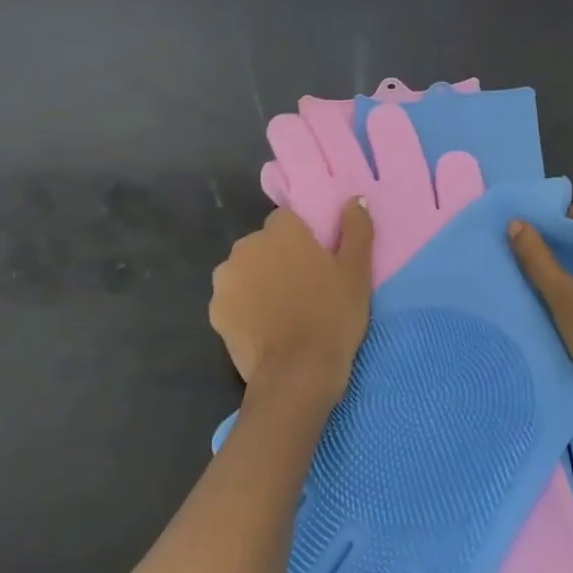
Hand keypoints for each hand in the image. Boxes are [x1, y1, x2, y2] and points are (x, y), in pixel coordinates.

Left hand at [211, 202, 373, 405]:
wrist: (298, 373)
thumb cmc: (333, 315)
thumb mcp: (356, 271)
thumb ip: (356, 230)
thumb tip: (355, 200)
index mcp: (281, 231)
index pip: (286, 220)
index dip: (301, 239)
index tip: (316, 263)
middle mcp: (247, 246)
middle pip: (263, 244)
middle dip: (277, 259)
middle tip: (303, 289)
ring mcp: (226, 280)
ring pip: (245, 271)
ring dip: (258, 281)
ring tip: (282, 311)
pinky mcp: (215, 311)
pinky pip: (233, 299)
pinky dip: (244, 307)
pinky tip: (264, 327)